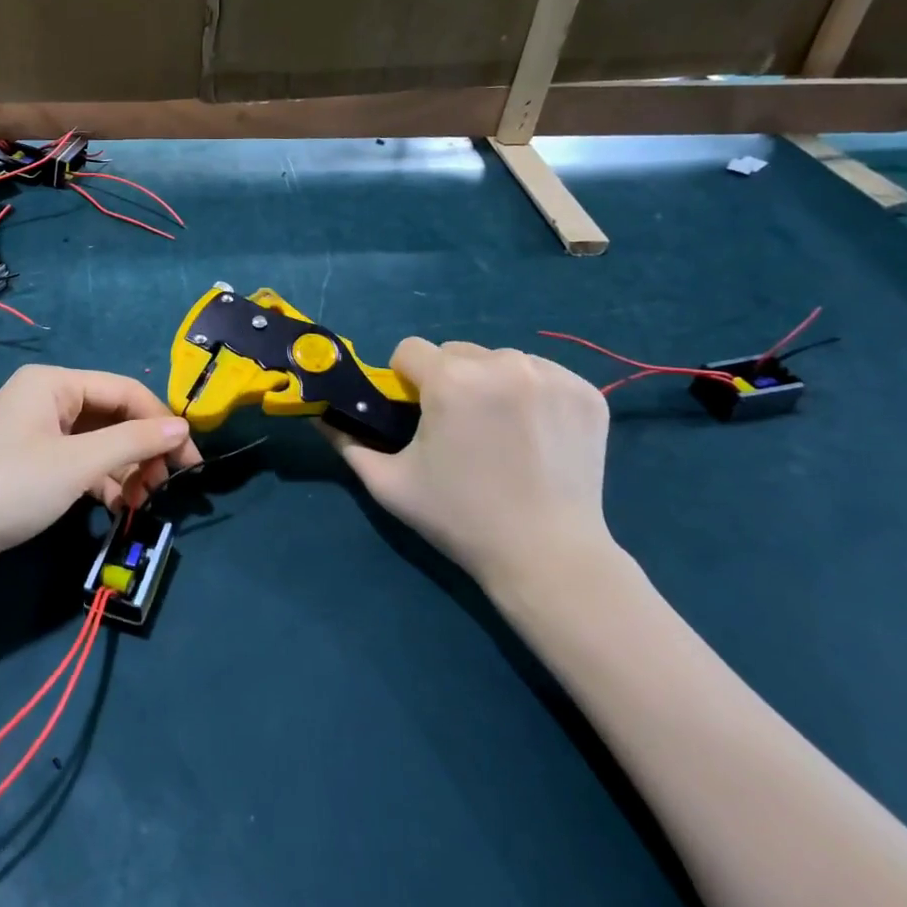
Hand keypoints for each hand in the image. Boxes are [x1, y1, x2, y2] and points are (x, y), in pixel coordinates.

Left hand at [0, 365, 199, 588]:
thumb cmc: (10, 487)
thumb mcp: (77, 463)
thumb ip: (134, 442)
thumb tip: (183, 428)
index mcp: (53, 383)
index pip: (124, 391)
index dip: (161, 422)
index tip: (190, 459)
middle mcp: (46, 400)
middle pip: (112, 416)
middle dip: (142, 449)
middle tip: (166, 485)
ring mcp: (37, 434)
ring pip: (99, 443)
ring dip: (125, 469)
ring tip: (144, 501)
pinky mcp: (32, 467)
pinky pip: (80, 464)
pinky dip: (102, 483)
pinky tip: (119, 507)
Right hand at [324, 338, 614, 596]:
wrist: (548, 557)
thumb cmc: (460, 519)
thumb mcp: (390, 484)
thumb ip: (347, 442)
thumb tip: (320, 415)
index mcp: (451, 380)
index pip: (409, 349)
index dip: (404, 381)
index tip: (417, 415)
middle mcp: (503, 364)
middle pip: (455, 352)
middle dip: (448, 380)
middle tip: (458, 429)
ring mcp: (551, 375)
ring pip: (499, 360)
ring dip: (490, 383)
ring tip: (499, 433)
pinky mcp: (586, 392)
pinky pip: (541, 374)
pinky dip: (531, 393)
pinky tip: (534, 434)